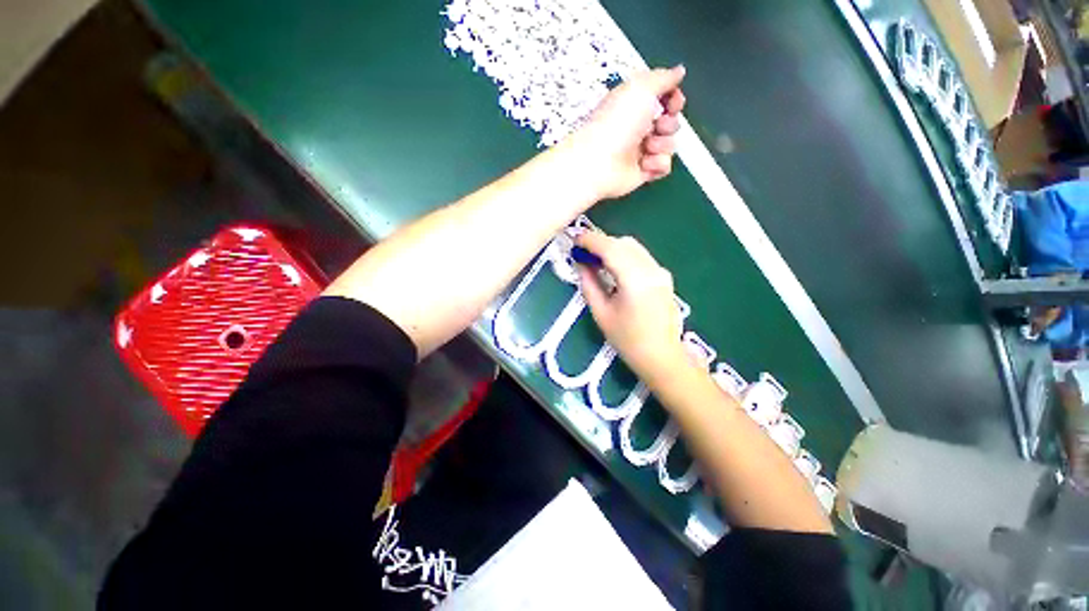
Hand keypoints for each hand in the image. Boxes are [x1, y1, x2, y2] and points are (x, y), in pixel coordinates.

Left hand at [569, 66, 686, 200]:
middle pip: (671, 123)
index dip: (674, 100)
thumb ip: (663, 77)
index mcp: (633, 106)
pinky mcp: (641, 172)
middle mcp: (636, 128)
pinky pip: (663, 166)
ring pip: (669, 145)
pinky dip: (658, 164)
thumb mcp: (640, 87)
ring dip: (663, 144)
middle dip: (670, 124)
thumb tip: (679, 71)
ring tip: (647, 147)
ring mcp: (639, 152)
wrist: (599, 163)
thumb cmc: (615, 124)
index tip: (673, 103)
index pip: (663, 100)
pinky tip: (645, 164)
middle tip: (657, 126)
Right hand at [575, 231, 689, 385]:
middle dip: (601, 243)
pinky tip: (613, 268)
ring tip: (595, 260)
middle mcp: (651, 270)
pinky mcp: (664, 276)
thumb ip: (589, 284)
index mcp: (635, 280)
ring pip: (633, 247)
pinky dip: (624, 255)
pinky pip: (640, 256)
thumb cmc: (628, 340)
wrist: (662, 357)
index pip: (611, 248)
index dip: (591, 240)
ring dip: (612, 248)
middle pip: (623, 243)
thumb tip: (580, 263)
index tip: (574, 239)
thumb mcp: (601, 313)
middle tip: (582, 253)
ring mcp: (661, 271)